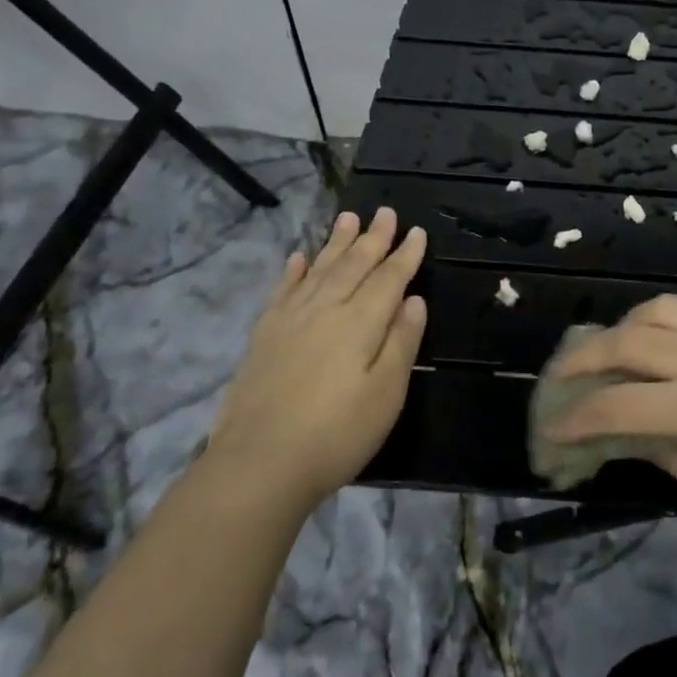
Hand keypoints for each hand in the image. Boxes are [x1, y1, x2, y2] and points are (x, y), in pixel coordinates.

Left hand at [206, 207, 427, 512]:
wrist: (259, 464)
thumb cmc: (337, 434)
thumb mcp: (386, 394)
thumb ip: (401, 342)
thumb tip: (414, 300)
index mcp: (360, 323)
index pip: (389, 279)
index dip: (405, 255)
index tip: (417, 232)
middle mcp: (325, 310)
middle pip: (353, 265)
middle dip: (373, 238)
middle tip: (386, 212)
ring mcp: (290, 320)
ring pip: (319, 269)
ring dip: (336, 243)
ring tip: (348, 218)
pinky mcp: (264, 336)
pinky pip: (283, 290)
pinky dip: (295, 270)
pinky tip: (300, 257)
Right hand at [542, 295, 676, 533]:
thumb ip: (666, 454)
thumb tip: (626, 434)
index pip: (616, 405)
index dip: (575, 419)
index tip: (551, 431)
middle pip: (626, 342)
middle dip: (583, 358)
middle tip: (561, 377)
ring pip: (657, 311)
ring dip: (622, 326)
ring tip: (609, 348)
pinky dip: (662, 317)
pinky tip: (659, 336)